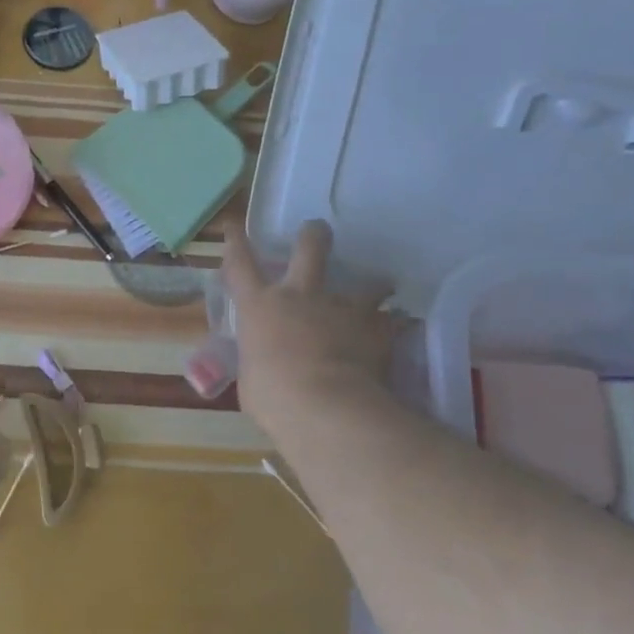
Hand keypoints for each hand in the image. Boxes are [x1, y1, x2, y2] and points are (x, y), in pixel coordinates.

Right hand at [222, 220, 400, 437]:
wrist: (325, 407)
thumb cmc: (272, 397)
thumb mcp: (252, 379)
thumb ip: (259, 362)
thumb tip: (265, 364)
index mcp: (260, 307)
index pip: (240, 264)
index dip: (236, 242)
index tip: (234, 226)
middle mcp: (299, 296)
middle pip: (308, 249)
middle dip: (313, 235)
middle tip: (318, 229)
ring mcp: (340, 308)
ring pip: (365, 284)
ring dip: (373, 285)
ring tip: (382, 288)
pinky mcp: (374, 327)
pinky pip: (389, 321)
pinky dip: (391, 326)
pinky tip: (399, 331)